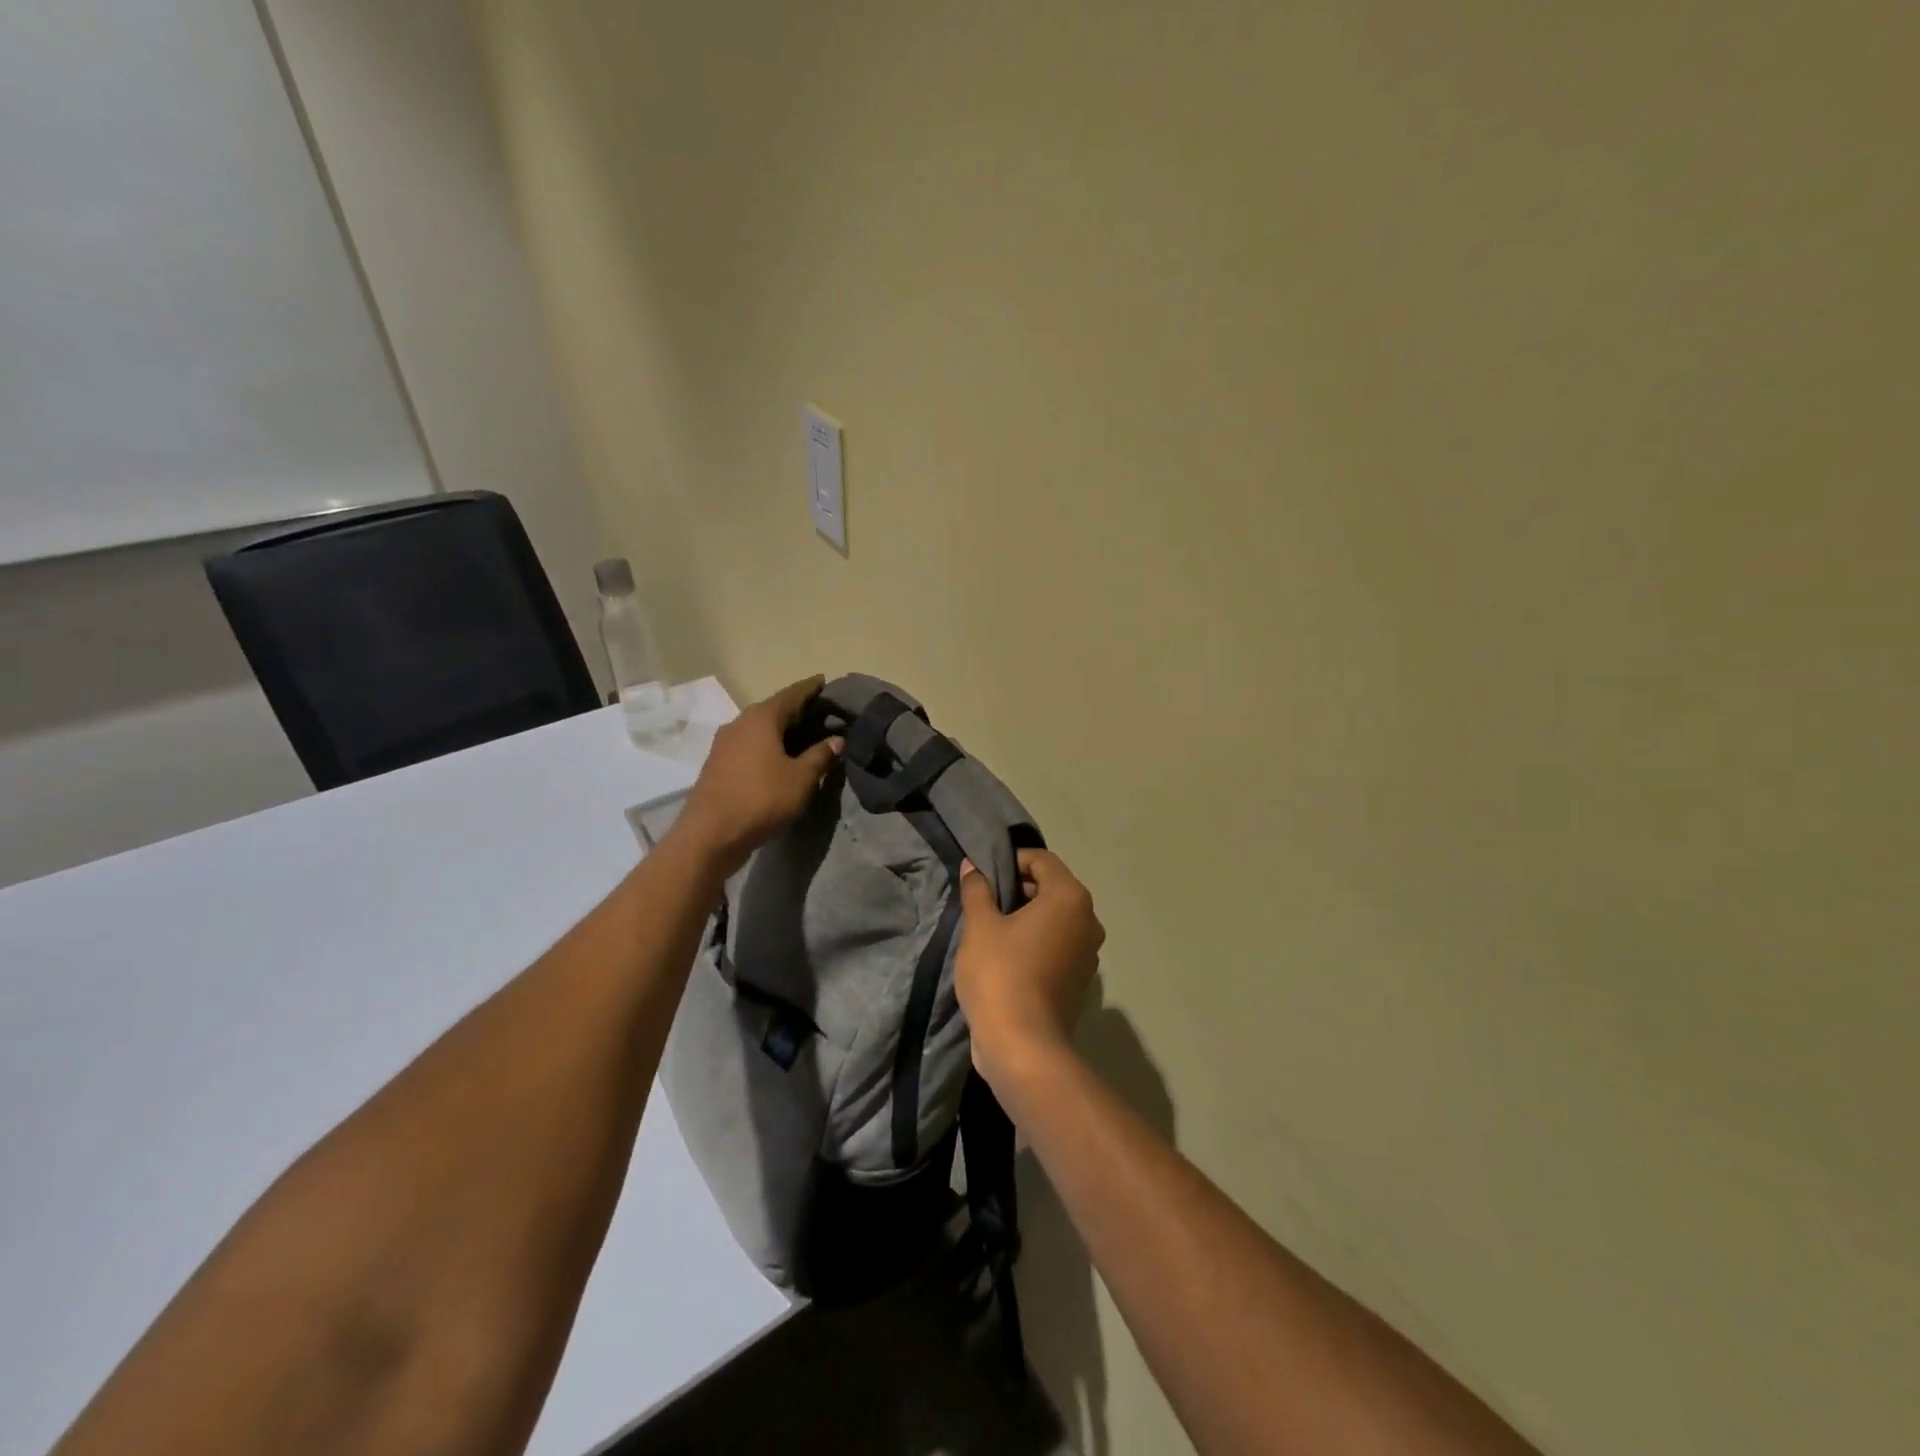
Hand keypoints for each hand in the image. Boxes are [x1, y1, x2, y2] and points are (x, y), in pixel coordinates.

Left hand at [673, 676, 842, 877]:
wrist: (710, 834)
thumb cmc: (761, 799)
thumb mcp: (801, 779)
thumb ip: (821, 755)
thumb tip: (837, 739)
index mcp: (762, 718)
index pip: (792, 694)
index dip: (811, 688)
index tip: (825, 680)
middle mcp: (740, 722)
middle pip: (774, 709)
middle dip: (797, 710)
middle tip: (821, 713)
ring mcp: (724, 743)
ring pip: (760, 728)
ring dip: (781, 730)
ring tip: (803, 736)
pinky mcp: (717, 763)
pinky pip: (749, 745)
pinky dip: (767, 745)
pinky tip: (779, 757)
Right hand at [955, 850, 1105, 1091]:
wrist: (1023, 1047)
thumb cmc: (1001, 975)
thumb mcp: (980, 926)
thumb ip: (977, 890)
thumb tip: (973, 867)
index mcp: (1070, 898)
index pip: (1042, 860)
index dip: (1012, 860)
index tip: (984, 874)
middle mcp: (1088, 920)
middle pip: (1052, 888)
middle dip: (1018, 888)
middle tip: (983, 900)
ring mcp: (1088, 953)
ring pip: (1055, 919)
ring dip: (1026, 917)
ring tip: (991, 928)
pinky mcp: (1080, 980)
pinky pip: (1057, 945)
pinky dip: (1036, 942)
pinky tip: (1006, 956)